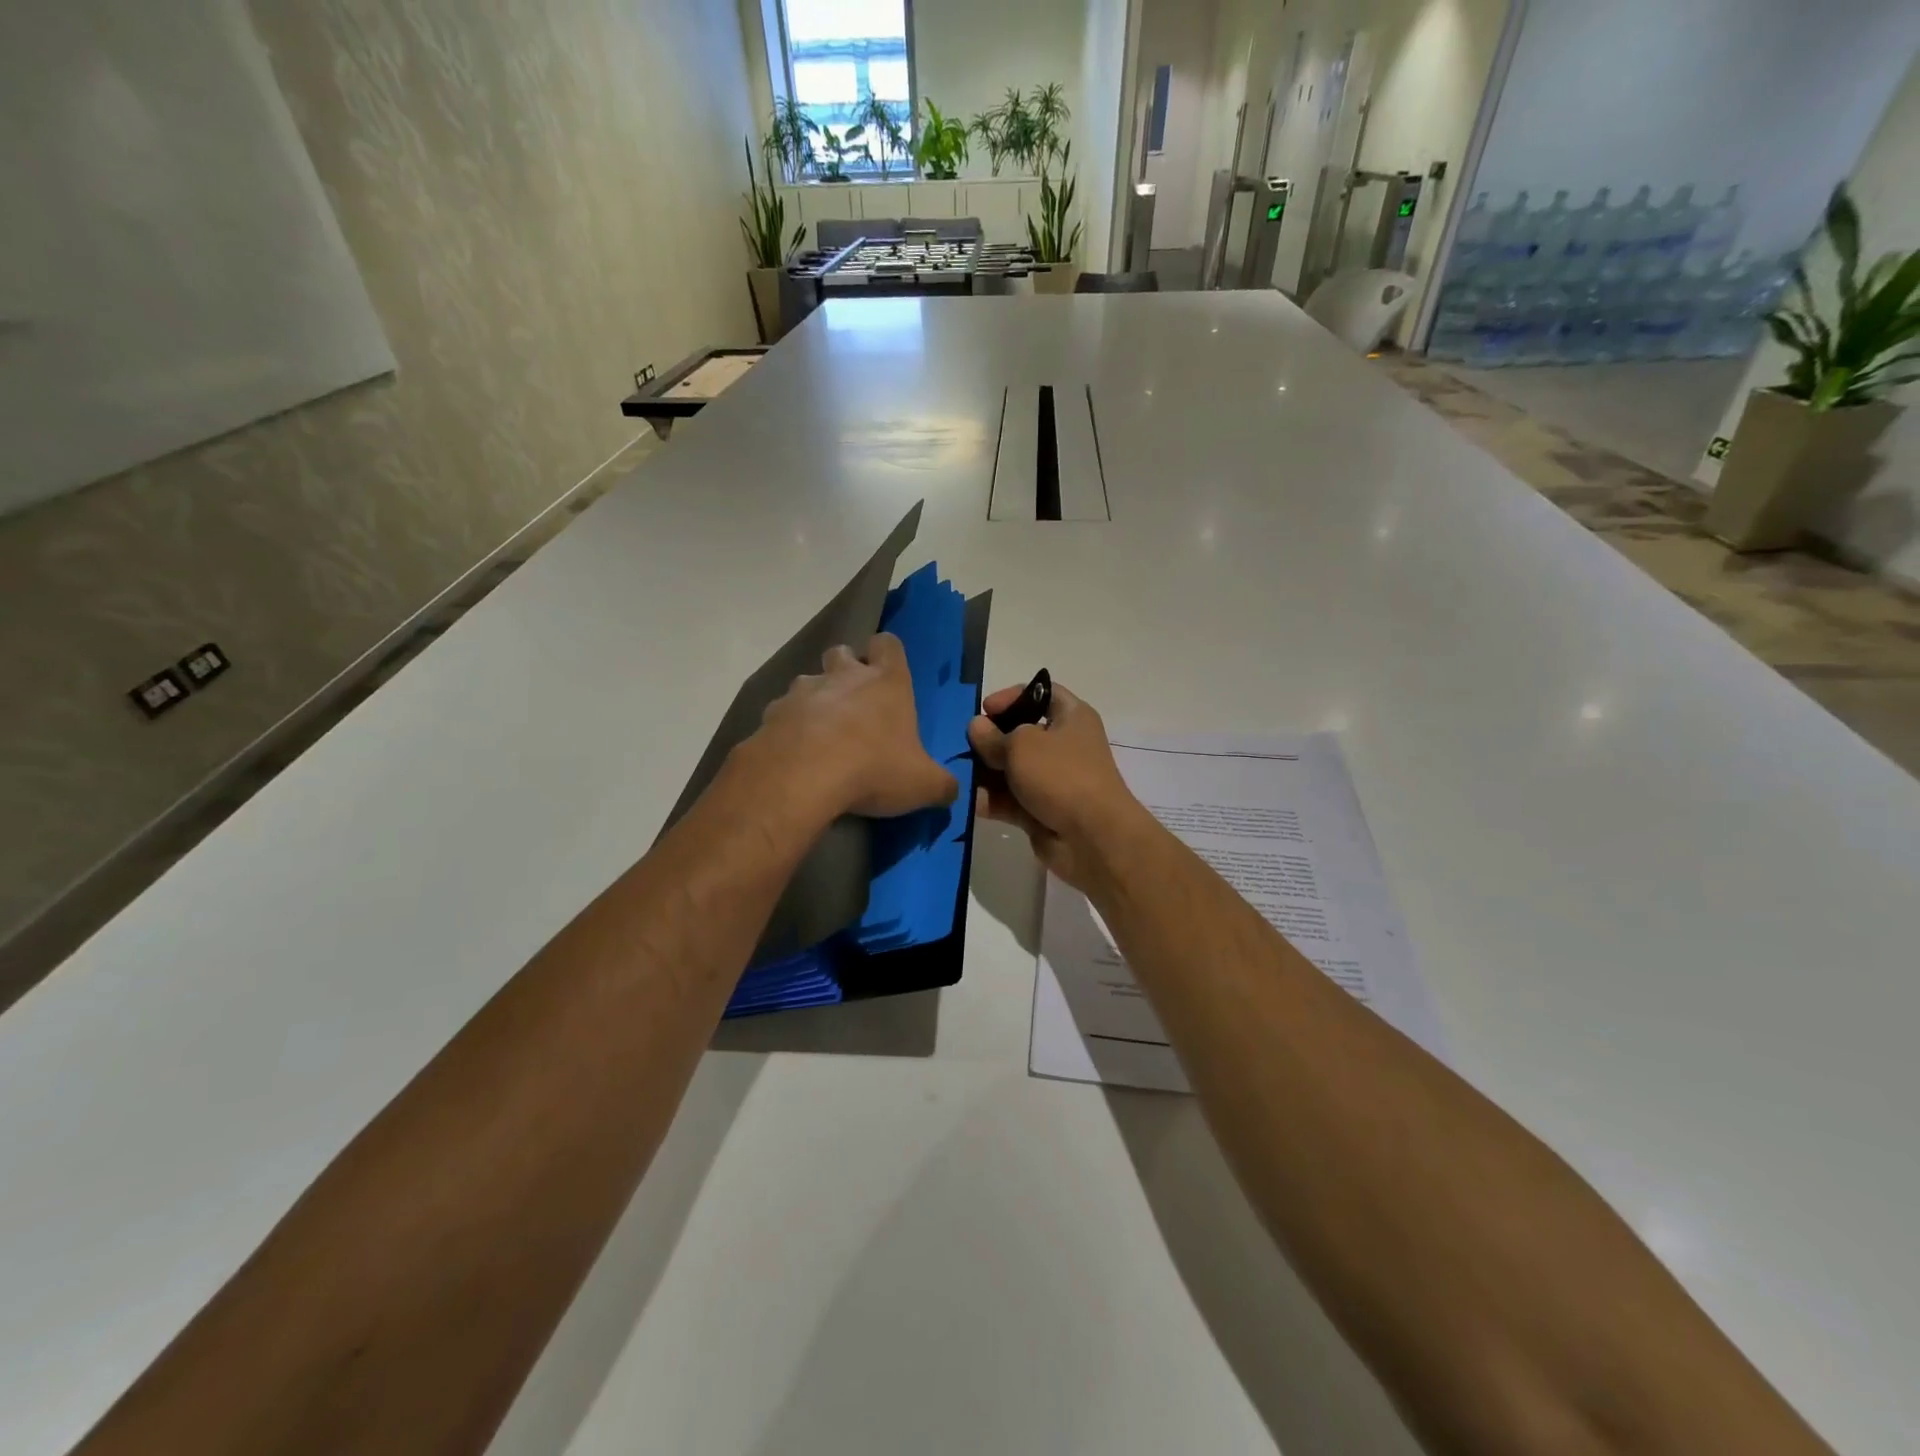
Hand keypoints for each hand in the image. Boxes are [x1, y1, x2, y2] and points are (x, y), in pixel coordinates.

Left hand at [755, 633, 958, 819]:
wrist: (801, 778)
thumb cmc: (873, 769)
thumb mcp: (923, 785)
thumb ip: (941, 785)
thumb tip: (952, 791)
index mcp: (886, 682)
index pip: (888, 644)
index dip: (888, 654)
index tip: (888, 674)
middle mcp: (843, 676)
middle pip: (842, 652)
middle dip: (846, 670)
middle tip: (854, 705)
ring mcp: (802, 692)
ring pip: (808, 682)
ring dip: (815, 701)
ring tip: (821, 736)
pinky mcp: (770, 715)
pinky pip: (781, 714)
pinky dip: (788, 729)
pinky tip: (794, 756)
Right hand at [967, 681, 1148, 890]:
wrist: (1092, 837)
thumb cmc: (1061, 775)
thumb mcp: (1021, 745)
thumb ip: (993, 736)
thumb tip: (976, 727)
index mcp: (1071, 717)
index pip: (1041, 693)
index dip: (1012, 696)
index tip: (983, 709)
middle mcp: (1064, 745)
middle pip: (1020, 733)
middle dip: (990, 739)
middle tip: (960, 743)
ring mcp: (1053, 780)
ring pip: (1012, 769)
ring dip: (984, 772)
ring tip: (956, 774)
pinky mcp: (1041, 811)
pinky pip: (1011, 799)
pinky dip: (991, 800)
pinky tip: (966, 801)